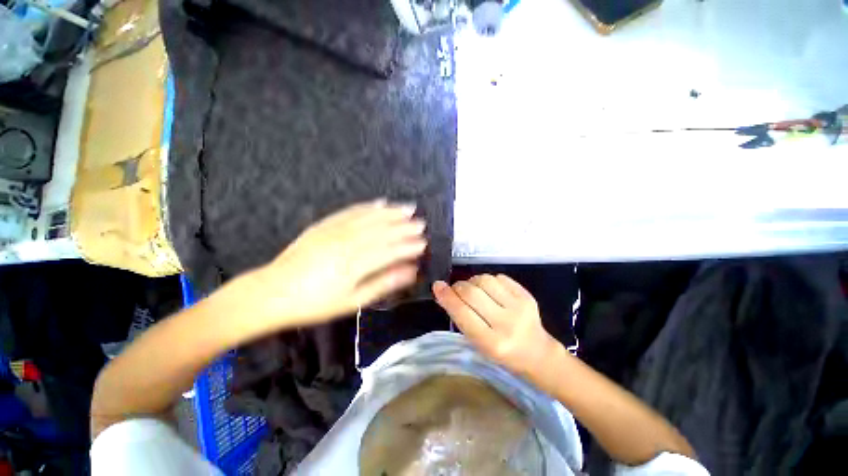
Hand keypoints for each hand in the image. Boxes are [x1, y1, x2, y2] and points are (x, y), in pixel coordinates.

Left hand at [256, 199, 426, 325]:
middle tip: (421, 223)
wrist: (271, 292)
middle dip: (404, 226)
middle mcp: (348, 242)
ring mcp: (335, 230)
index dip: (408, 246)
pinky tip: (380, 203)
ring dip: (391, 212)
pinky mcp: (324, 225)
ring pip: (369, 217)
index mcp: (355, 264)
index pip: (390, 250)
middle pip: (382, 231)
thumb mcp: (352, 302)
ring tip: (408, 208)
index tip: (423, 242)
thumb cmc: (315, 303)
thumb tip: (409, 272)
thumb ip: (382, 284)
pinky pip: (350, 211)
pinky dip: (368, 206)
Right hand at [432, 274, 561, 382]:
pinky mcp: (527, 295)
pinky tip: (490, 289)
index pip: (462, 313)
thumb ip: (462, 318)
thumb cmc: (502, 352)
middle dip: (458, 287)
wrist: (537, 353)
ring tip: (474, 289)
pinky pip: (499, 277)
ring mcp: (519, 307)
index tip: (437, 286)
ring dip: (473, 281)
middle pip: (472, 293)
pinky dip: (489, 280)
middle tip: (456, 289)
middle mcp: (506, 324)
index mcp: (491, 342)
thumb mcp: (478, 343)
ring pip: (485, 280)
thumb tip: (444, 293)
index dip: (447, 297)